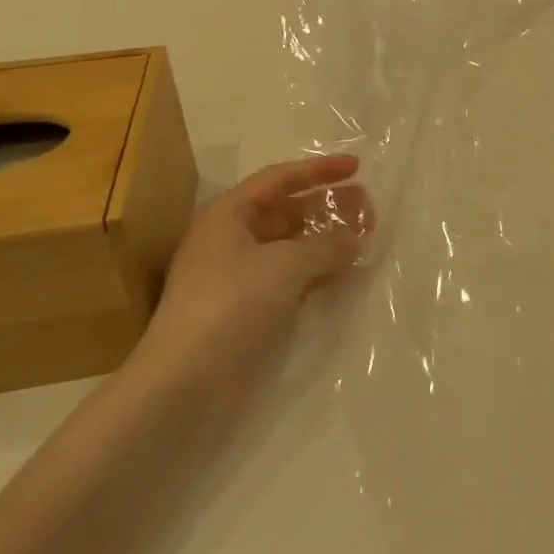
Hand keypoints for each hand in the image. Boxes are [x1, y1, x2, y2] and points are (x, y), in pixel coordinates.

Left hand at [129, 154, 372, 412]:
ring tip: (363, 240)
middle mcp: (230, 239)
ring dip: (325, 241)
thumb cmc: (231, 306)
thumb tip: (356, 238)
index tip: (357, 167)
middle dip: (327, 207)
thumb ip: (326, 246)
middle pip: (286, 211)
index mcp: (228, 214)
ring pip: (289, 246)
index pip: (279, 179)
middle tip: (368, 209)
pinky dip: (315, 272)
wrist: (184, 386)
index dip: (319, 170)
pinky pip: (288, 278)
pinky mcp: (245, 311)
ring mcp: (236, 278)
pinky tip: (343, 275)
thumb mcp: (285, 266)